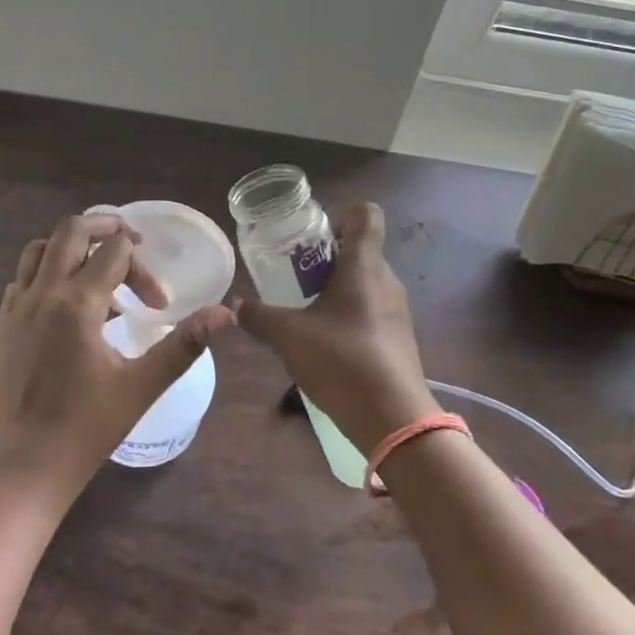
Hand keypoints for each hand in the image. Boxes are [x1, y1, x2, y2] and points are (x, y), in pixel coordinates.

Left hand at [0, 214, 233, 512]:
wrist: (23, 469)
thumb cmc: (86, 430)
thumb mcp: (142, 386)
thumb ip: (184, 344)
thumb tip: (225, 312)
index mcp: (77, 304)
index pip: (114, 251)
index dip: (143, 268)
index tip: (157, 304)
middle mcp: (42, 294)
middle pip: (71, 231)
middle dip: (106, 228)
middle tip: (133, 246)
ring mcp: (16, 308)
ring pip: (40, 249)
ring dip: (72, 247)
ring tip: (99, 269)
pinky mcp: (2, 325)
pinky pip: (23, 278)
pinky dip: (47, 272)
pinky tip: (67, 302)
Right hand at [235, 203, 438, 453]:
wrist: (393, 419)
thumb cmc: (342, 361)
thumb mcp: (288, 336)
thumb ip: (259, 317)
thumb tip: (236, 306)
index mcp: (364, 265)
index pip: (365, 214)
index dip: (339, 217)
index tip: (311, 240)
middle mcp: (386, 279)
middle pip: (359, 249)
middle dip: (325, 257)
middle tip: (293, 278)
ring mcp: (396, 310)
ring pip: (364, 282)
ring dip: (335, 288)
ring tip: (304, 312)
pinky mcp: (398, 337)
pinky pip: (370, 310)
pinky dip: (348, 314)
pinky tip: (325, 343)